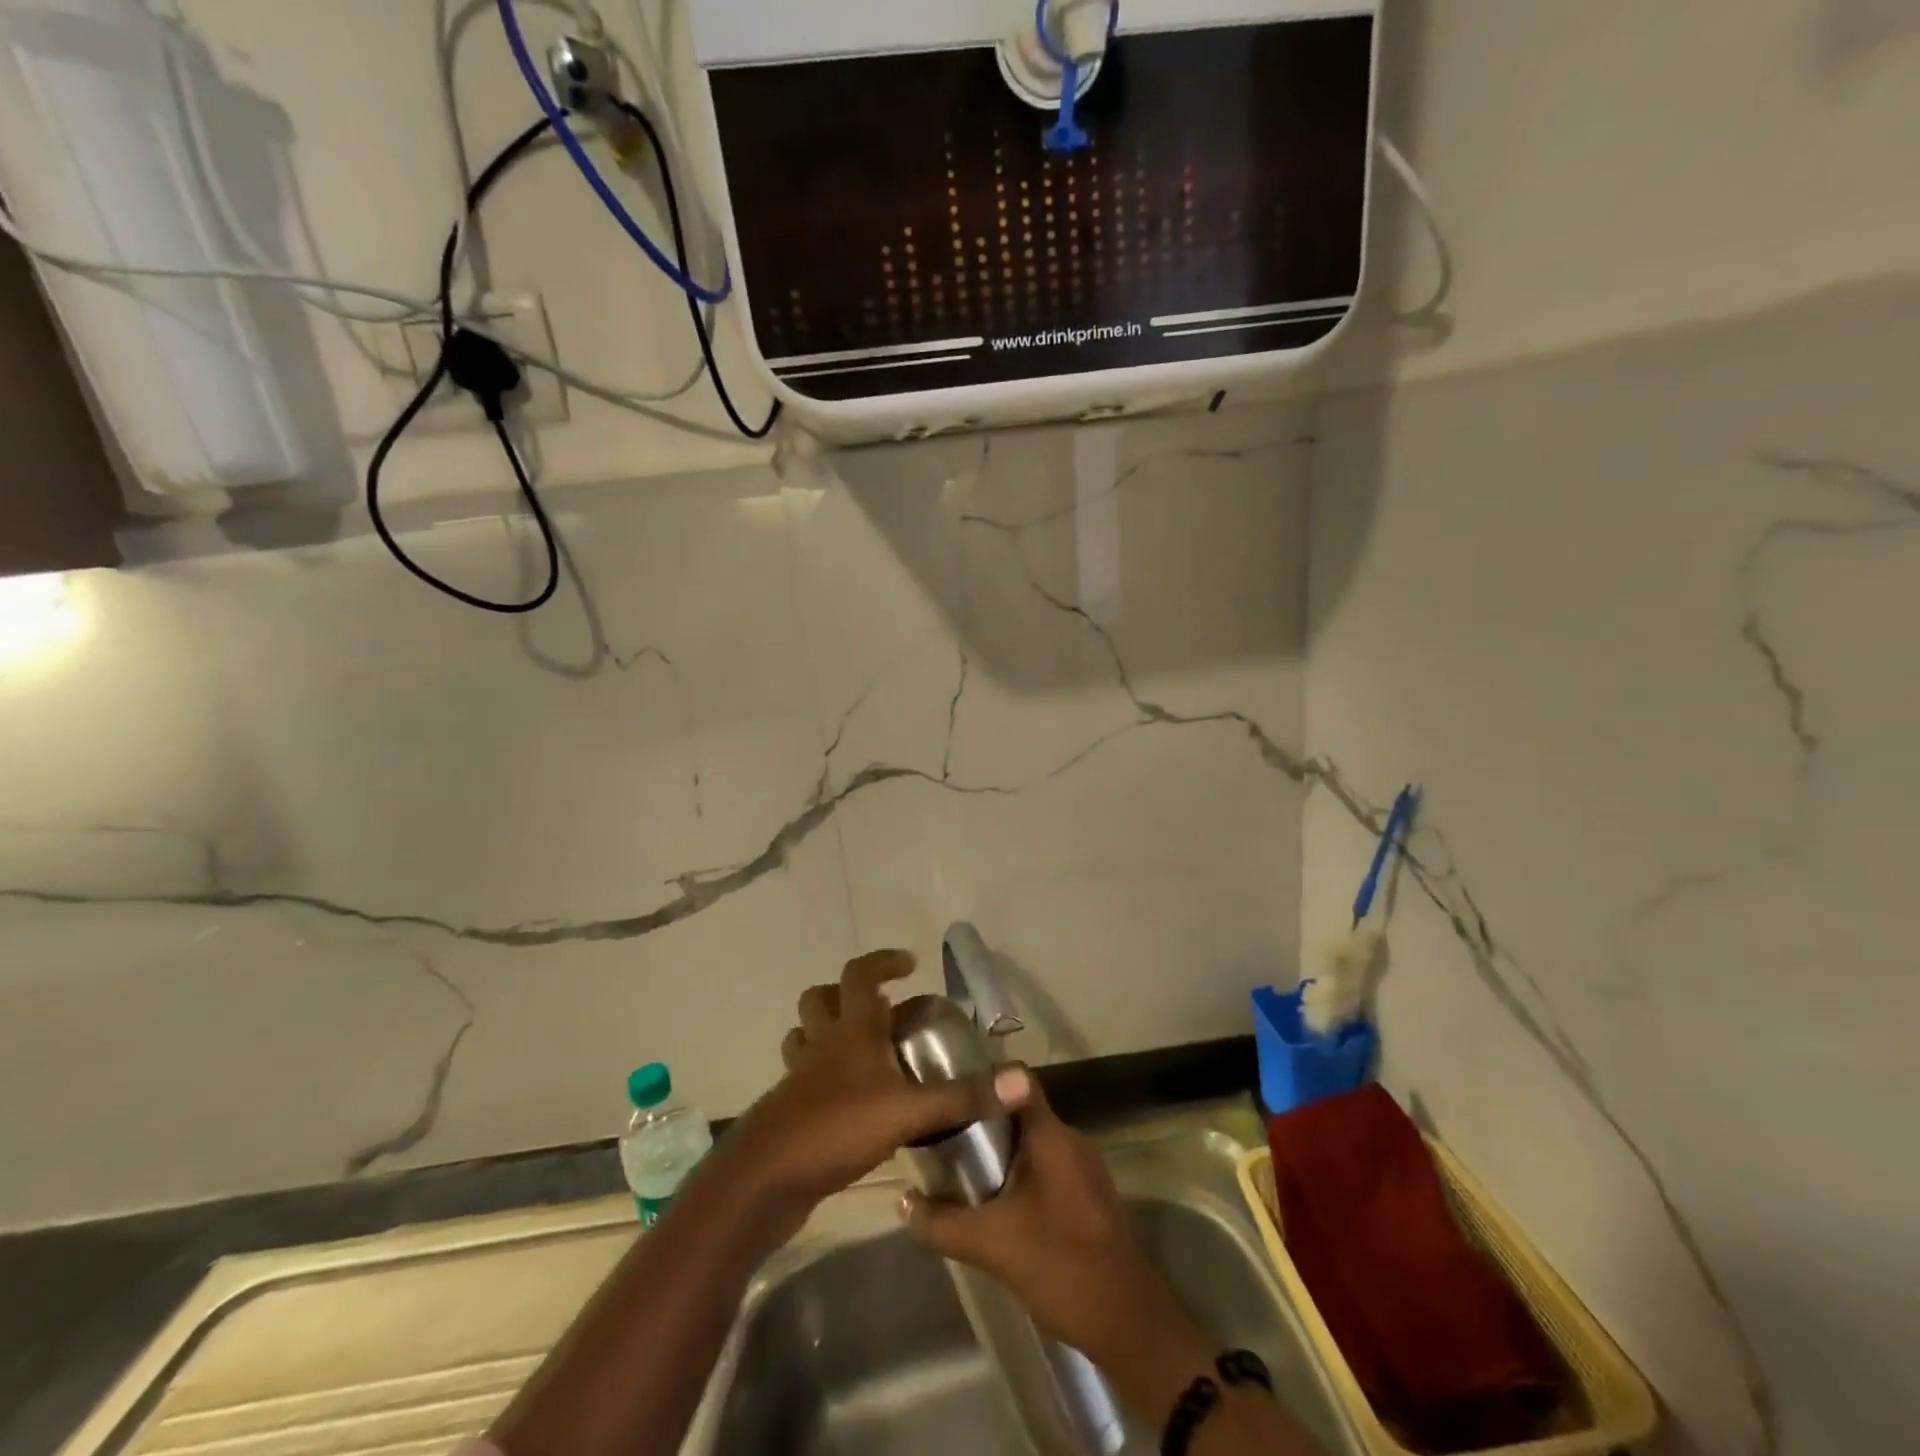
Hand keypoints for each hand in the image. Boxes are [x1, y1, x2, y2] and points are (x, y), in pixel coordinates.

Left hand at [722, 950, 1029, 1228]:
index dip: (883, 962)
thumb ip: (963, 1097)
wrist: (764, 1179)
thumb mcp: (909, 1111)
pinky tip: (848, 1101)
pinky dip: (822, 1075)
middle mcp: (821, 1043)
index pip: (860, 974)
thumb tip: (1021, 1080)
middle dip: (848, 994)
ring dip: (828, 1031)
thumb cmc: (836, 1128)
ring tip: (861, 1049)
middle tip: (881, 1009)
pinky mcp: (789, 1110)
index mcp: (850, 1030)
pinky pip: (803, 1077)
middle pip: (821, 999)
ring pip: (806, 1036)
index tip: (908, 963)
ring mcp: (799, 1077)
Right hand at [902, 1074, 1198, 1363]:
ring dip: (1001, 1154)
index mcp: (1051, 1135)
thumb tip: (902, 1202)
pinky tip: (998, 1206)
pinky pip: (1048, 1168)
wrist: (1129, 1324)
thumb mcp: (992, 1245)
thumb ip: (943, 1222)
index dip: (981, 1080)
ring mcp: (1085, 1168)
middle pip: (1020, 1112)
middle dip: (982, 1123)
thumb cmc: (1061, 1265)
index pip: (1015, 1081)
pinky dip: (1021, 1176)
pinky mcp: (1090, 1196)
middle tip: (944, 1139)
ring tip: (963, 1172)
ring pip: (1033, 1143)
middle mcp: (1071, 1140)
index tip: (948, 1093)